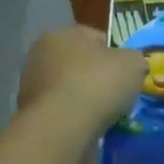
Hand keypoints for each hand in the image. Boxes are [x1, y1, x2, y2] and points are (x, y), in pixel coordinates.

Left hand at [18, 26, 147, 135]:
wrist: (62, 127)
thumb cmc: (97, 84)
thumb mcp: (133, 63)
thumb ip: (133, 59)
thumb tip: (130, 65)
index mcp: (62, 34)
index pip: (95, 38)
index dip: (115, 53)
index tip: (127, 73)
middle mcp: (41, 55)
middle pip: (78, 64)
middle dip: (96, 77)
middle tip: (117, 95)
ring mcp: (31, 86)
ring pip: (68, 90)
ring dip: (84, 100)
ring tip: (105, 117)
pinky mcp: (30, 115)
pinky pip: (61, 113)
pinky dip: (74, 119)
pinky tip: (88, 129)